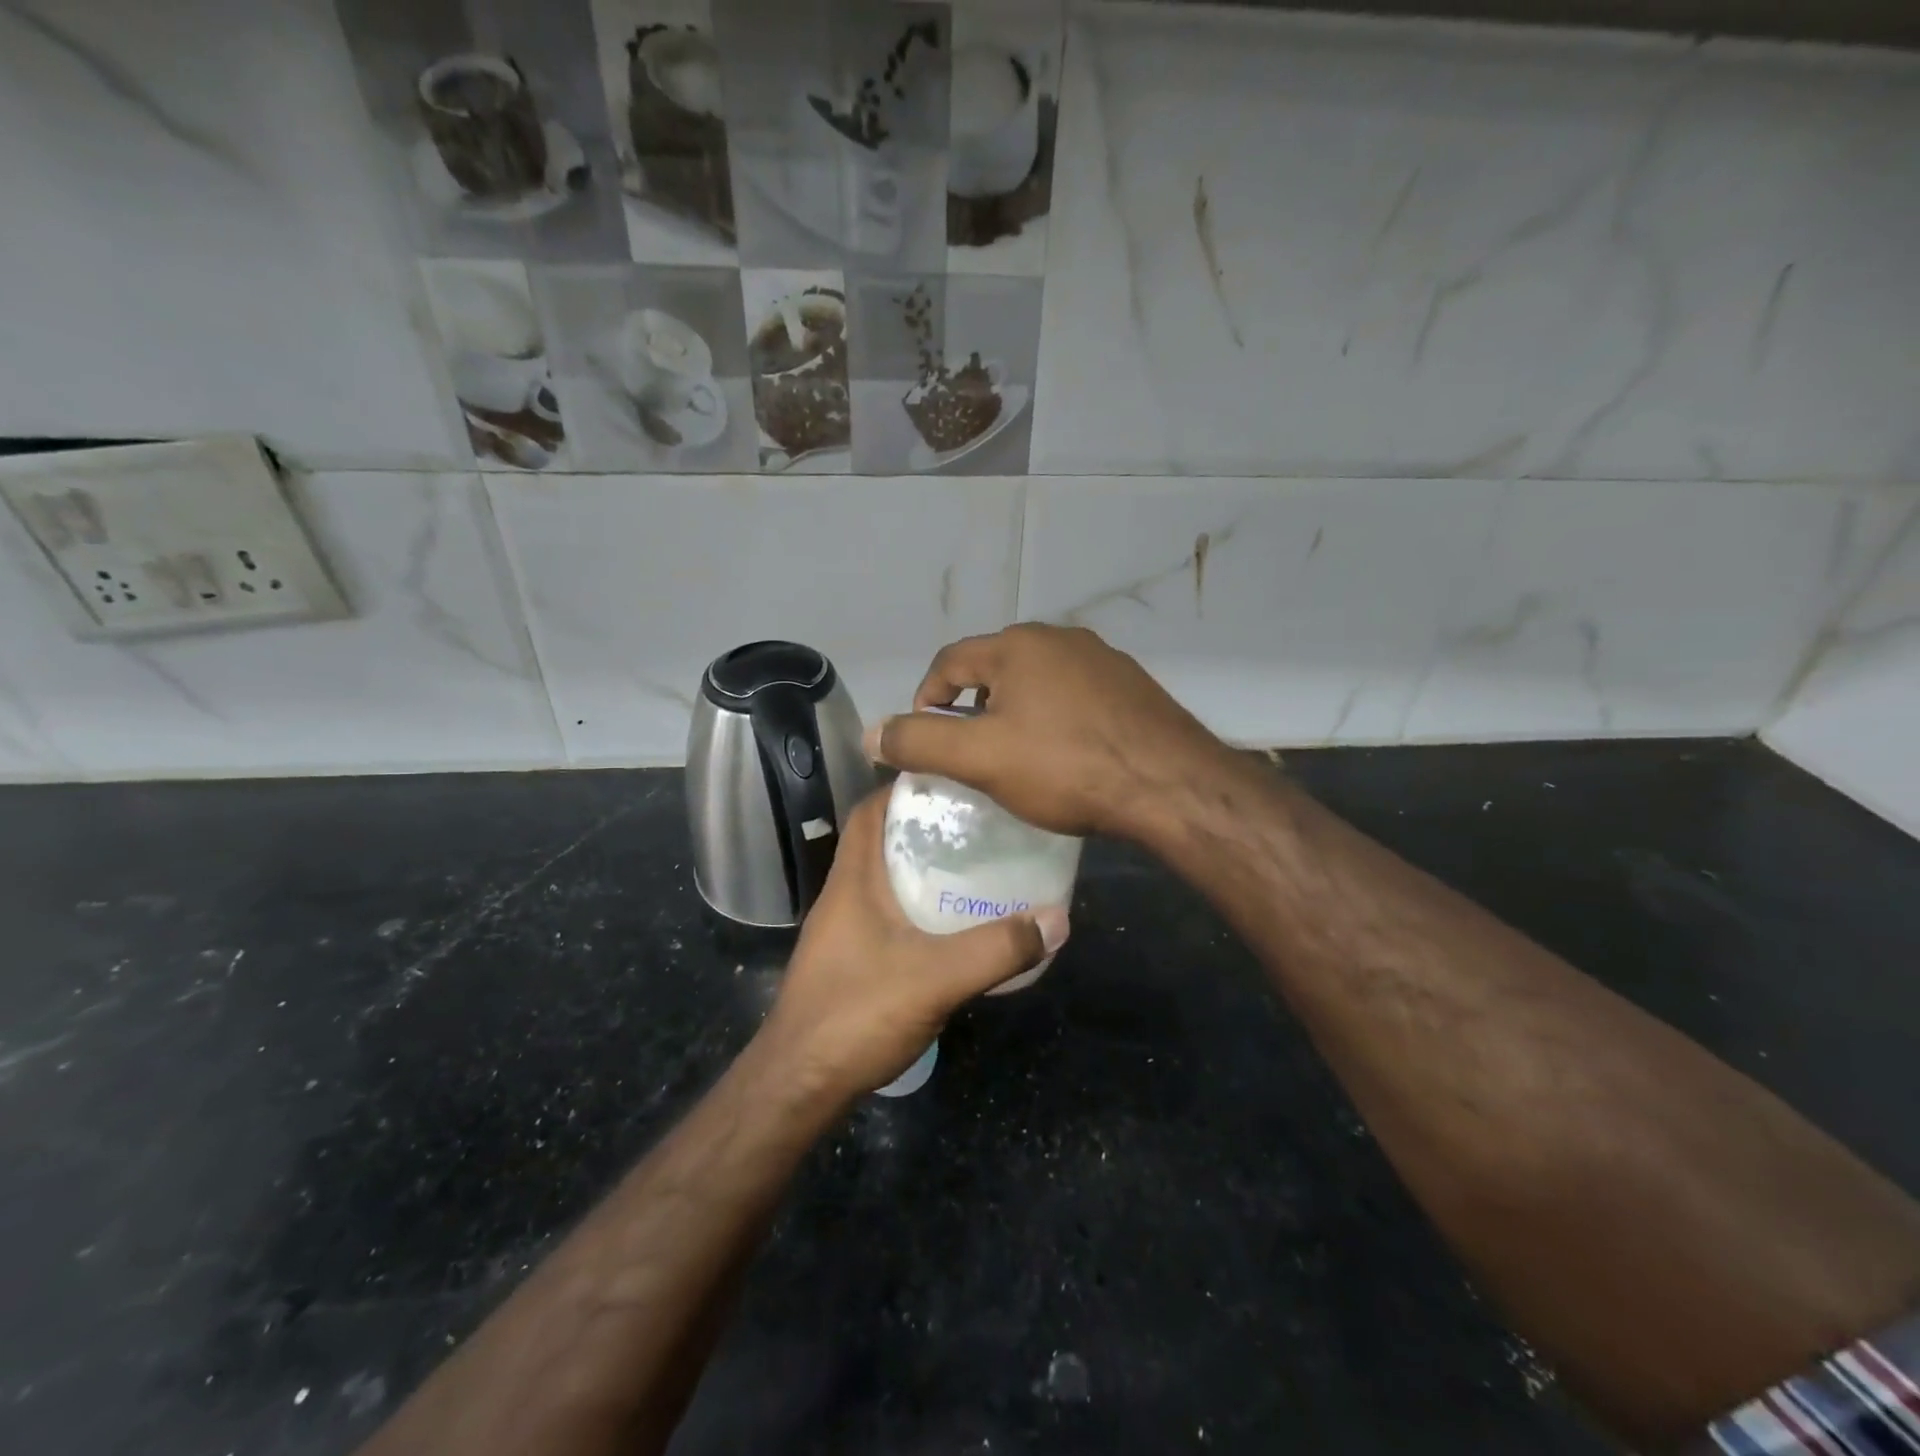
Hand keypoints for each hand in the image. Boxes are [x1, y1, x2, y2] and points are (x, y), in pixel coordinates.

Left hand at [755, 790, 1069, 1102]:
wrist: (798, 1086)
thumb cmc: (856, 1015)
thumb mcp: (936, 978)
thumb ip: (997, 949)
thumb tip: (1057, 918)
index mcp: (854, 881)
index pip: (870, 811)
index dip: (905, 789)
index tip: (954, 782)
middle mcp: (844, 896)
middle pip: (882, 841)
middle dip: (926, 827)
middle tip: (979, 823)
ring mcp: (844, 931)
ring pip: (886, 881)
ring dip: (923, 869)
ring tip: (976, 866)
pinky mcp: (850, 961)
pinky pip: (888, 915)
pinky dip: (918, 908)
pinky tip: (952, 926)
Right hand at [865, 623, 1228, 840]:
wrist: (1169, 784)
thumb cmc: (1066, 767)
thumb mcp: (981, 759)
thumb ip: (920, 742)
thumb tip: (871, 733)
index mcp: (1018, 645)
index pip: (950, 660)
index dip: (926, 697)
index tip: (925, 738)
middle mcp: (1060, 638)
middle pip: (994, 667)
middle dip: (971, 705)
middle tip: (969, 751)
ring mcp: (1102, 659)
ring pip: (1037, 680)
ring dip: (1014, 711)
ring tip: (1014, 755)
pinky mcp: (1131, 685)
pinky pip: (1074, 694)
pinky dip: (1054, 717)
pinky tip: (1064, 753)